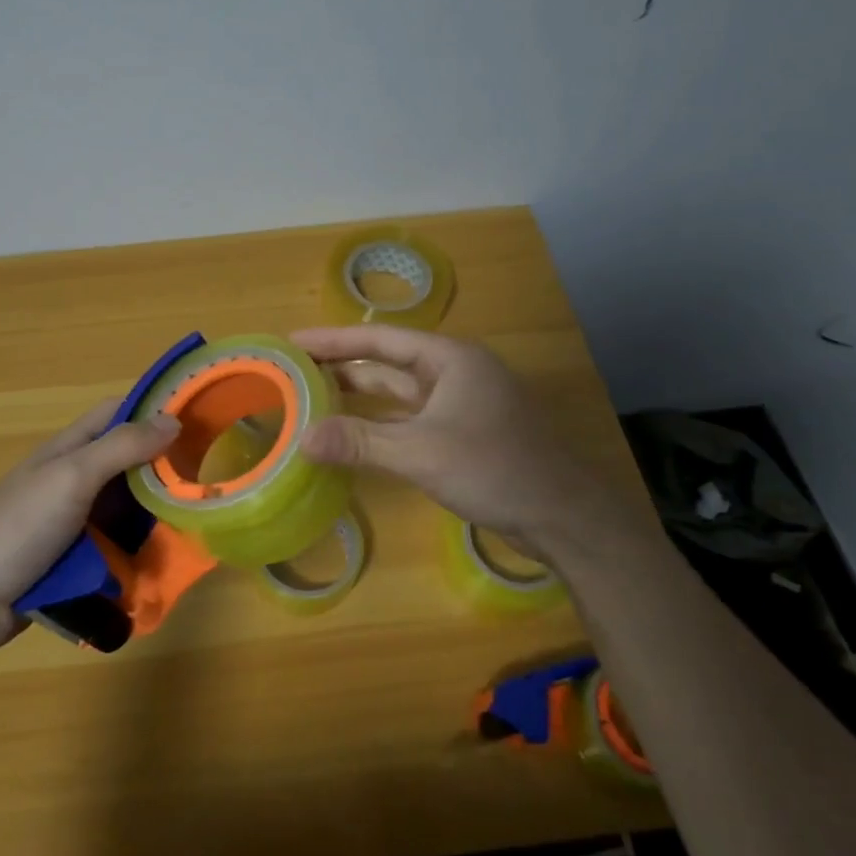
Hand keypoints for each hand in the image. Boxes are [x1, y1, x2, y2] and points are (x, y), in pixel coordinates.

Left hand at [0, 400, 179, 651]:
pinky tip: (170, 562)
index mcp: (70, 451)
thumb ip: (121, 447)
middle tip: (211, 478)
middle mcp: (75, 482)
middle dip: (165, 470)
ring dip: (157, 517)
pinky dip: (140, 553)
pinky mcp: (76, 563)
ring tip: (202, 523)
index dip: (154, 409)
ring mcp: (75, 524)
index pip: (117, 414)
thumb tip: (173, 420)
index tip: (199, 417)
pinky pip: (118, 550)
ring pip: (128, 511)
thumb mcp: (72, 477)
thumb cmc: (18, 526)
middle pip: (129, 465)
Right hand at [292, 326, 631, 562]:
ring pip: (398, 394)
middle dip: (342, 367)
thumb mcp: (421, 453)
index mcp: (449, 359)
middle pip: (387, 364)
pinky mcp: (461, 435)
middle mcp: (454, 374)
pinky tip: (351, 436)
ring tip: (311, 399)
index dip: (334, 340)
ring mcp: (459, 405)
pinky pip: (409, 421)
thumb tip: (303, 438)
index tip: (293, 343)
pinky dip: (379, 425)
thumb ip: (360, 442)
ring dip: (359, 398)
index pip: (380, 339)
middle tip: (294, 372)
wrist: (562, 516)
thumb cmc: (495, 468)